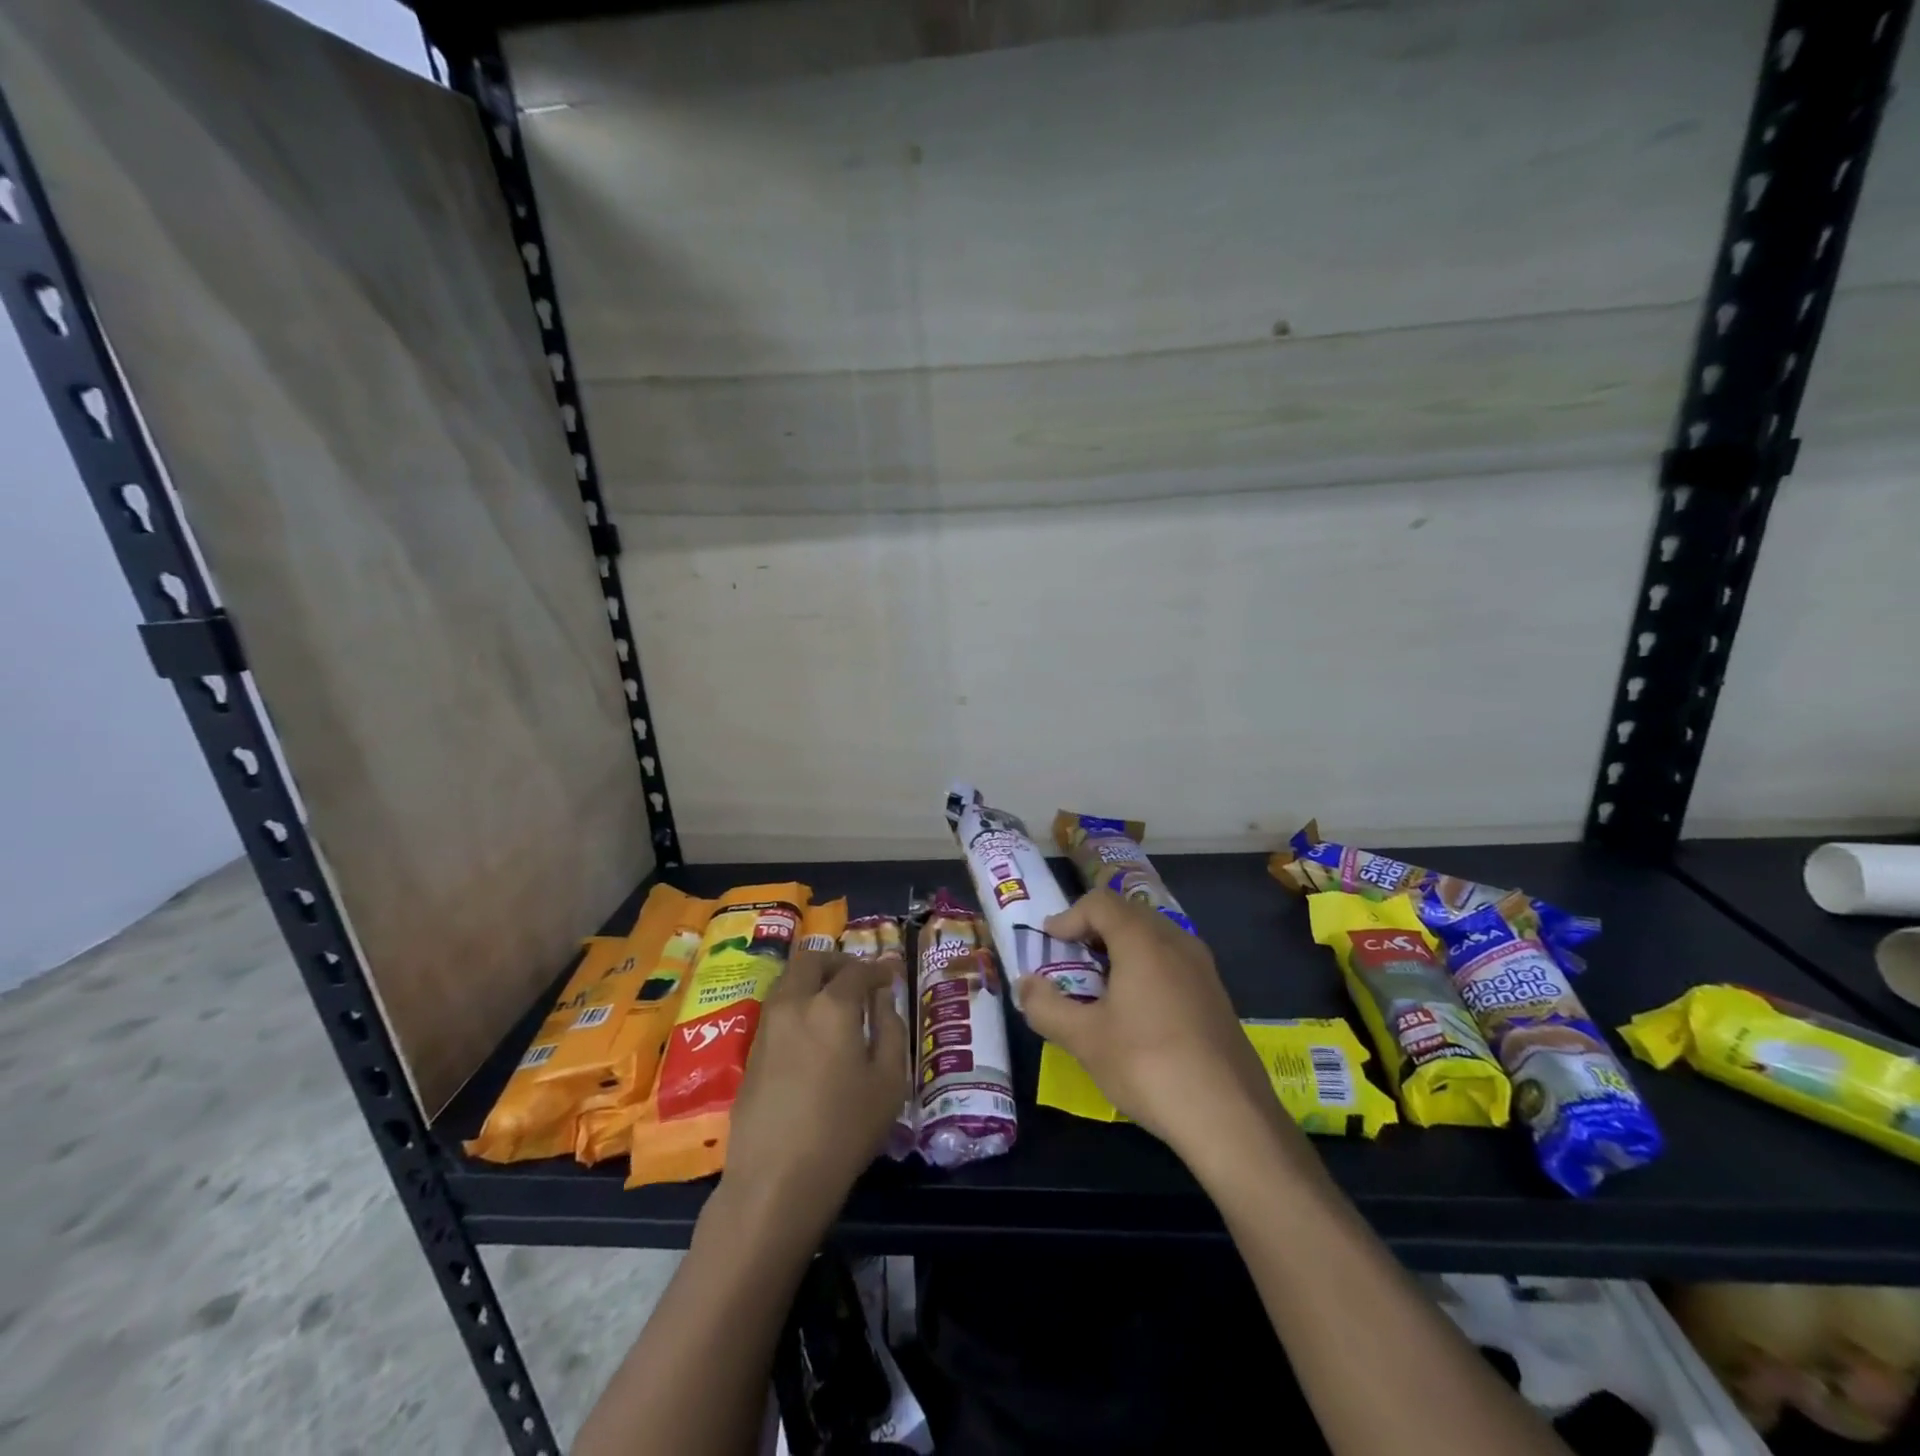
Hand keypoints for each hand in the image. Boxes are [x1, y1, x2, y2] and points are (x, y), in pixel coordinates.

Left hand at [723, 950, 907, 1236]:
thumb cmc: (845, 1130)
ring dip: (812, 978)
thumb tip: (883, 999)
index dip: (878, 969)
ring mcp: (767, 1026)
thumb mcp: (889, 1081)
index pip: (857, 970)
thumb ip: (891, 1029)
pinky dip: (796, 1002)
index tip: (891, 975)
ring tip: (834, 1001)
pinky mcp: (751, 1051)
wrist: (776, 1180)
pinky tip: (811, 1030)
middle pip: (812, 960)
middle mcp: (795, 1004)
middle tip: (858, 979)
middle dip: (837, 961)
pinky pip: (776, 1007)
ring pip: (788, 980)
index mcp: (833, 1006)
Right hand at [1017, 890, 1312, 1179]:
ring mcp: (1202, 967)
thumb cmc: (1148, 1065)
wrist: (1230, 1117)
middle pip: (1128, 913)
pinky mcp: (1216, 995)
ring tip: (1099, 983)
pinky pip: (1172, 961)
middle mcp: (1176, 941)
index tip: (1049, 942)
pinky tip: (1136, 1009)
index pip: (1100, 903)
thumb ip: (1046, 1007)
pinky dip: (1145, 967)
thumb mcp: (1084, 1039)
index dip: (1069, 916)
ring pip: (1153, 936)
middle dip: (1093, 929)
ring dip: (1120, 948)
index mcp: (1143, 940)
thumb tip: (1024, 984)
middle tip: (1069, 958)